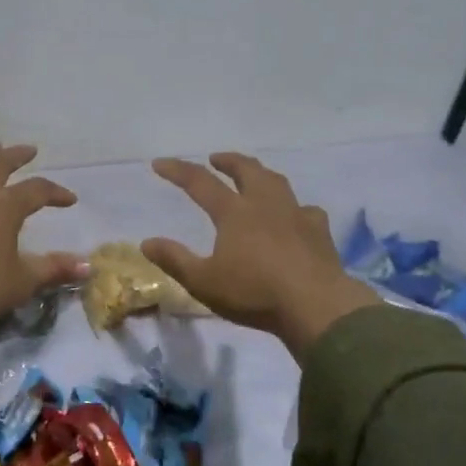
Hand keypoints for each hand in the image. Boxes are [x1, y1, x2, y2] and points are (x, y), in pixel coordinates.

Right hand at [142, 152, 377, 357]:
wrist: (317, 306)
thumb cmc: (254, 293)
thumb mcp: (204, 282)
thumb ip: (174, 260)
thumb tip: (146, 242)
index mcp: (234, 213)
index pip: (200, 182)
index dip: (178, 170)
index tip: (160, 163)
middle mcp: (264, 204)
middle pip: (246, 170)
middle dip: (228, 161)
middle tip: (216, 159)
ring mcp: (296, 214)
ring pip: (277, 182)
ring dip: (260, 173)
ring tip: (254, 175)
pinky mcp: (319, 231)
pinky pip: (306, 210)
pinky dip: (295, 207)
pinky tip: (296, 214)